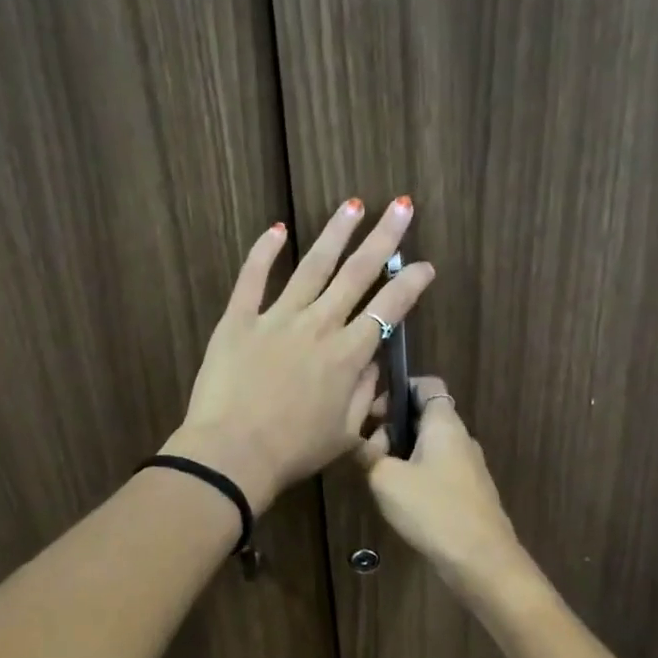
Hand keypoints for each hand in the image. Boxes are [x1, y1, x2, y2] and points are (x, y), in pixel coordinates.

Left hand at [165, 197, 434, 512]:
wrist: (232, 453)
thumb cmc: (294, 451)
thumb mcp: (346, 434)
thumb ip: (366, 395)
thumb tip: (375, 363)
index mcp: (348, 355)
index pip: (389, 309)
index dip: (410, 285)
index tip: (425, 266)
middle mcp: (319, 325)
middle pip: (357, 273)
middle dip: (384, 238)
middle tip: (402, 207)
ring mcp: (277, 318)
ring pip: (312, 266)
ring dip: (335, 233)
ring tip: (354, 204)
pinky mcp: (239, 319)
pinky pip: (252, 278)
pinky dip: (263, 251)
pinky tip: (276, 229)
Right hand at [356, 375, 524, 594]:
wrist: (480, 558)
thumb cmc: (432, 508)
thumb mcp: (385, 479)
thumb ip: (369, 455)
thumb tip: (361, 443)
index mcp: (444, 423)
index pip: (427, 385)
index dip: (399, 388)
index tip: (374, 411)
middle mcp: (461, 438)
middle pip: (424, 416)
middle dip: (393, 427)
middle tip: (368, 451)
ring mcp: (469, 466)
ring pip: (429, 446)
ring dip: (402, 454)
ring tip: (378, 477)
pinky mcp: (469, 492)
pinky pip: (438, 470)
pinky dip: (416, 474)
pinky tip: (400, 499)